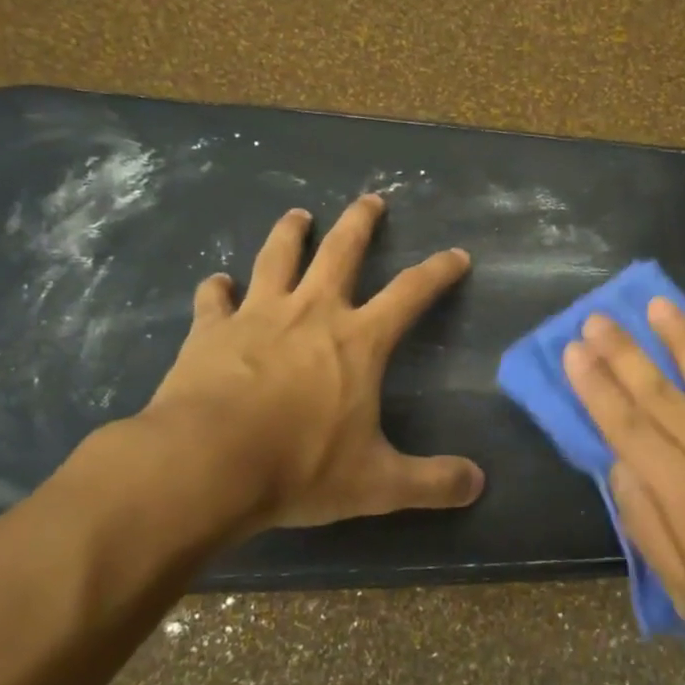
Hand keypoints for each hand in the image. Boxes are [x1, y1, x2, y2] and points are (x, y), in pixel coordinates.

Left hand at [128, 194, 484, 538]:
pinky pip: (213, 300)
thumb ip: (431, 482)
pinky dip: (216, 289)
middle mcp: (312, 313)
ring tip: (298, 215)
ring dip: (289, 233)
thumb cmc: (299, 467)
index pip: (411, 293)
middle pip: (341, 251)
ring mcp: (257, 316)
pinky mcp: (210, 331)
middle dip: (360, 222)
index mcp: (358, 341)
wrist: (205, 465)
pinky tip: (216, 283)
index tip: (456, 254)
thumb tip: (478, 485)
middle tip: (370, 199)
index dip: (438, 271)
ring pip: (277, 258)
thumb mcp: (377, 484)